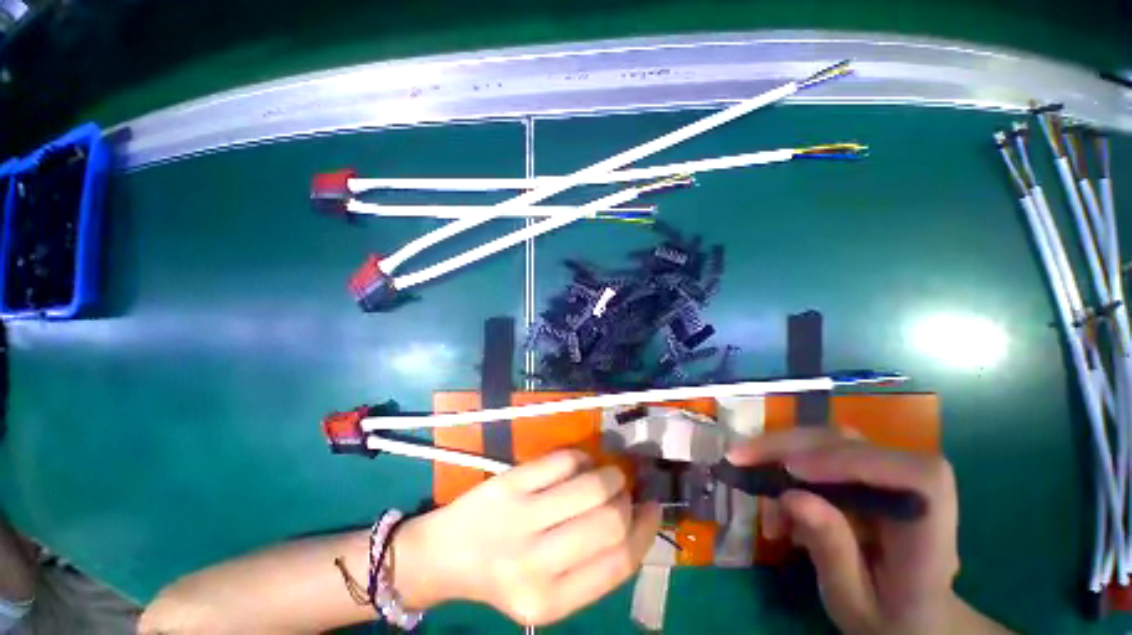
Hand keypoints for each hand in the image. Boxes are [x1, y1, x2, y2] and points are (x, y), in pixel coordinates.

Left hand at [390, 449, 661, 625]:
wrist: (446, 555)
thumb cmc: (504, 575)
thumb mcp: (549, 591)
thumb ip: (592, 566)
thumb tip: (635, 519)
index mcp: (550, 603)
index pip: (618, 562)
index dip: (645, 531)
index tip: (653, 508)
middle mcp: (535, 564)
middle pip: (610, 521)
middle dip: (627, 501)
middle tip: (625, 492)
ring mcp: (520, 518)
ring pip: (591, 486)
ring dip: (610, 474)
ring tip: (608, 474)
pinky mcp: (509, 483)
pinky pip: (563, 460)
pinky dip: (581, 458)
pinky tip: (581, 463)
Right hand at [727, 428, 976, 634]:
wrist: (909, 614)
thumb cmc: (886, 618)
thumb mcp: (854, 602)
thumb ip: (832, 553)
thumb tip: (792, 496)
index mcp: (931, 534)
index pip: (915, 476)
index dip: (856, 463)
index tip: (794, 471)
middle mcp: (913, 492)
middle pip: (854, 445)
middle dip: (789, 446)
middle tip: (738, 457)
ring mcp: (887, 476)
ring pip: (829, 440)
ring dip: (780, 451)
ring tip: (747, 476)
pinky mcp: (864, 472)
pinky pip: (818, 452)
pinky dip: (784, 464)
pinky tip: (772, 495)